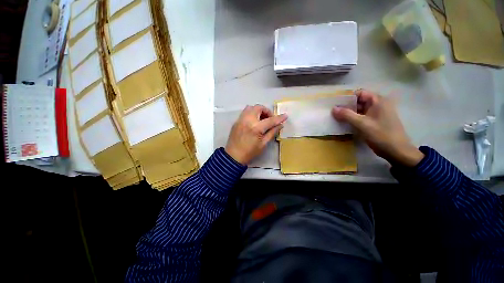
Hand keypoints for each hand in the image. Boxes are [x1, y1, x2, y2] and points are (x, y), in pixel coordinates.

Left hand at [225, 105, 287, 164]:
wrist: (233, 156)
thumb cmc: (250, 152)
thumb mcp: (263, 144)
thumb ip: (272, 132)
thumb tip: (280, 125)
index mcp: (256, 128)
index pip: (270, 120)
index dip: (279, 118)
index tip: (285, 116)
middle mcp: (247, 120)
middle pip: (259, 108)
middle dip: (267, 111)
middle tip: (270, 119)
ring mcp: (240, 119)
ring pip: (250, 107)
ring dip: (258, 110)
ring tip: (261, 119)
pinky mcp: (236, 121)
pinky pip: (245, 112)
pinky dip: (251, 113)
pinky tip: (254, 122)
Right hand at [332, 89, 423, 166]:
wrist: (396, 151)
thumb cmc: (381, 135)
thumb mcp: (362, 124)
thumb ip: (347, 115)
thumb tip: (333, 108)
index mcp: (378, 101)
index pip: (359, 93)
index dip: (347, 97)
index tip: (335, 104)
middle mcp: (378, 104)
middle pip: (359, 101)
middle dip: (346, 106)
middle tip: (334, 112)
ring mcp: (377, 113)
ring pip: (359, 109)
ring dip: (349, 113)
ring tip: (336, 118)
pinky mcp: (375, 122)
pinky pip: (362, 117)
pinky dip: (353, 119)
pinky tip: (345, 124)